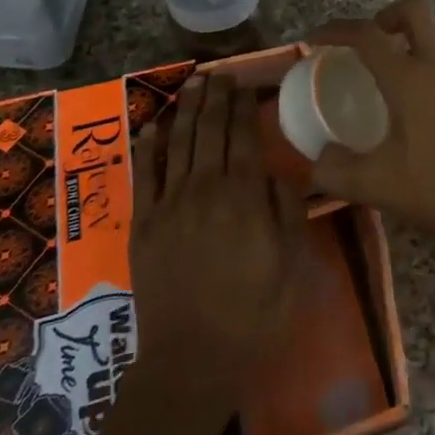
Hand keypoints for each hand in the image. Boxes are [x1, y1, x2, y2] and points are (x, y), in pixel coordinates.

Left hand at [66, 72, 303, 434]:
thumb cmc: (255, 312)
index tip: (245, 84)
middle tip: (219, 74)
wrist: (193, 359)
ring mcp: (169, 205)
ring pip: (177, 144)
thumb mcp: (291, 262)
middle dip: (215, 99)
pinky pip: (144, 176)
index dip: (243, 107)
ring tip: (192, 84)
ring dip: (185, 111)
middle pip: (208, 132)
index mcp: (244, 196)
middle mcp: (204, 189)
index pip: (243, 137)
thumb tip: (283, 168)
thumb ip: (287, 209)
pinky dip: (148, 147)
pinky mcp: (143, 226)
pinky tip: (153, 126)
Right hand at [309, 0, 434, 359]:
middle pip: (414, 13)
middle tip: (361, 48)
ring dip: (405, 51)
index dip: (337, 30)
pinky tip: (413, 118)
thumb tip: (317, 161)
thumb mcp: (378, 186)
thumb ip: (336, 171)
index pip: (368, 35)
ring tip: (381, 90)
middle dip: (383, 17)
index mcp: (412, 79)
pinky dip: (423, 76)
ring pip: (432, 44)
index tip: (315, 40)